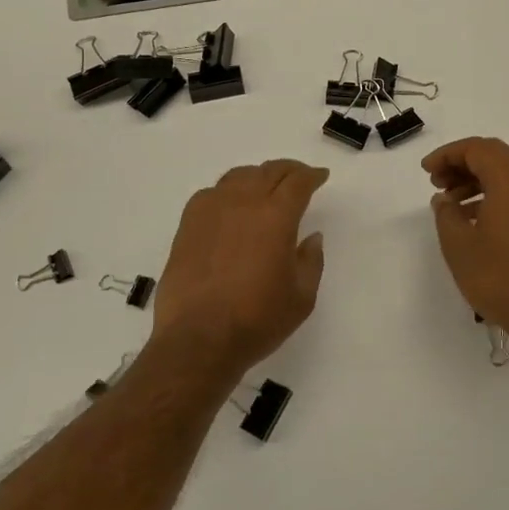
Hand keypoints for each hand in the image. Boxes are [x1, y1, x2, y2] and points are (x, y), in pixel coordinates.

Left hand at [149, 159, 329, 380]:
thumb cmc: (257, 320)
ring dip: (258, 176)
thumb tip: (311, 236)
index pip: (298, 182)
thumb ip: (311, 261)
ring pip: (238, 177)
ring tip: (265, 187)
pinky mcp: (187, 225)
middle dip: (288, 170)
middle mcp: (243, 203)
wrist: (198, 339)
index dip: (312, 176)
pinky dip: (228, 191)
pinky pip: (211, 193)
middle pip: (269, 172)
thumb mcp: (302, 297)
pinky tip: (230, 205)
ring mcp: (211, 211)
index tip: (320, 176)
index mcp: (276, 216)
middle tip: (299, 177)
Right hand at [423, 137, 508, 354]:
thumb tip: (444, 199)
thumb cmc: (499, 277)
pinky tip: (470, 216)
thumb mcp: (459, 245)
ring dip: (475, 178)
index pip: (477, 149)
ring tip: (449, 200)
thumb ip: (446, 213)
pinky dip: (491, 193)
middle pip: (493, 155)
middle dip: (461, 163)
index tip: (426, 170)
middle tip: (435, 181)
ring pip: (505, 173)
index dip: (448, 154)